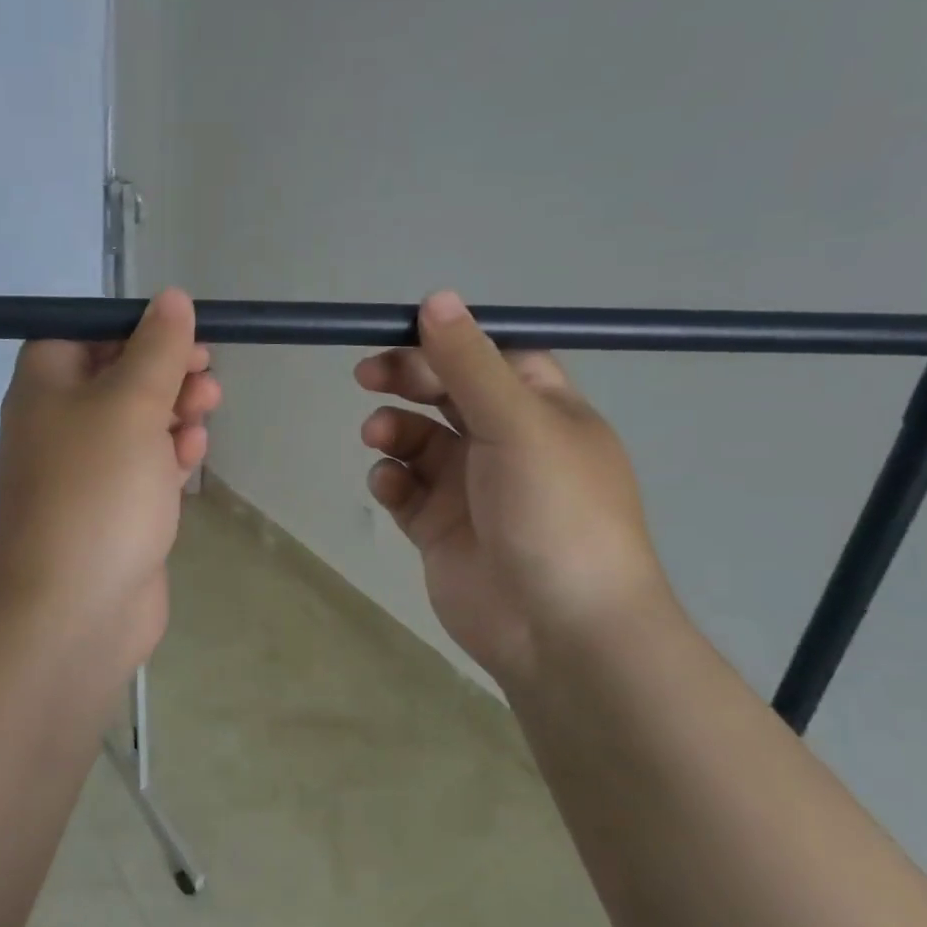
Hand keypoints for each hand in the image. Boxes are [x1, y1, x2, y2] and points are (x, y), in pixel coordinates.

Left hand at [0, 288, 220, 679]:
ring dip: (173, 411)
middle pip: (116, 377)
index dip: (134, 328)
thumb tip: (171, 298)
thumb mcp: (131, 405)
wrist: (73, 611)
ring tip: (208, 408)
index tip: (182, 334)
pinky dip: (167, 455)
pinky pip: (141, 467)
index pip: (84, 334)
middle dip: (165, 371)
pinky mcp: (110, 511)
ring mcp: (83, 472)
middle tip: (206, 374)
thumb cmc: (97, 492)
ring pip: (135, 424)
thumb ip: (156, 349)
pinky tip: (192, 456)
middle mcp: (57, 424)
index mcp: (45, 387)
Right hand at [355, 291, 672, 689]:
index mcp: (542, 411)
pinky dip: (391, 481)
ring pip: (418, 440)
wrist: (559, 630)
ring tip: (379, 438)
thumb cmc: (553, 511)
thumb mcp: (516, 423)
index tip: (401, 337)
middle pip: (446, 394)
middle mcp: (507, 443)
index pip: (490, 358)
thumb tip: (436, 297)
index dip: (446, 345)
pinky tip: (389, 488)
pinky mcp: (440, 528)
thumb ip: (469, 362)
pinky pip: (405, 489)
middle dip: (407, 381)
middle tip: (367, 376)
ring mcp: (471, 488)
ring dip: (393, 431)